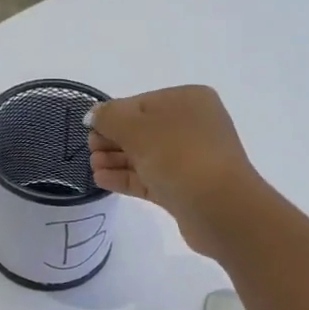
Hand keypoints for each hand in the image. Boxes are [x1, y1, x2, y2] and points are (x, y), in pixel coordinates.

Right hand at [88, 86, 266, 255]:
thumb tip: (94, 115)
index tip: (89, 129)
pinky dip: (127, 178)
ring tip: (92, 167)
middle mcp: (192, 127)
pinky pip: (150, 179)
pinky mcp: (184, 190)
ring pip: (146, 157)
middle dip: (113, 140)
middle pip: (143, 130)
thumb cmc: (180, 156)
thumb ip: (110, 117)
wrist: (219, 208)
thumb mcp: (138, 128)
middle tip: (90, 150)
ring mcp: (190, 160)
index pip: (142, 103)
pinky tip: (102, 180)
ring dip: (117, 160)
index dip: (113, 116)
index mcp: (188, 101)